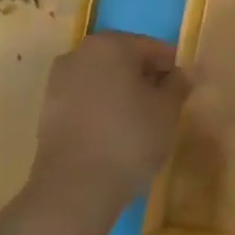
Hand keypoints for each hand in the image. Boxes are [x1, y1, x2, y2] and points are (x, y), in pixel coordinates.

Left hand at [32, 31, 194, 211]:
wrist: (74, 190)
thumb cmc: (128, 139)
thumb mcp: (167, 110)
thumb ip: (179, 84)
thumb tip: (187, 72)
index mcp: (111, 44)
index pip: (153, 48)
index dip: (172, 69)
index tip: (184, 91)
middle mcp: (80, 53)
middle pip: (124, 60)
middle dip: (145, 79)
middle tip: (165, 107)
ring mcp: (59, 82)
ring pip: (103, 80)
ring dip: (122, 94)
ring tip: (141, 124)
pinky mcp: (48, 111)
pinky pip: (85, 101)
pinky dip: (102, 110)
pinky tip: (115, 135)